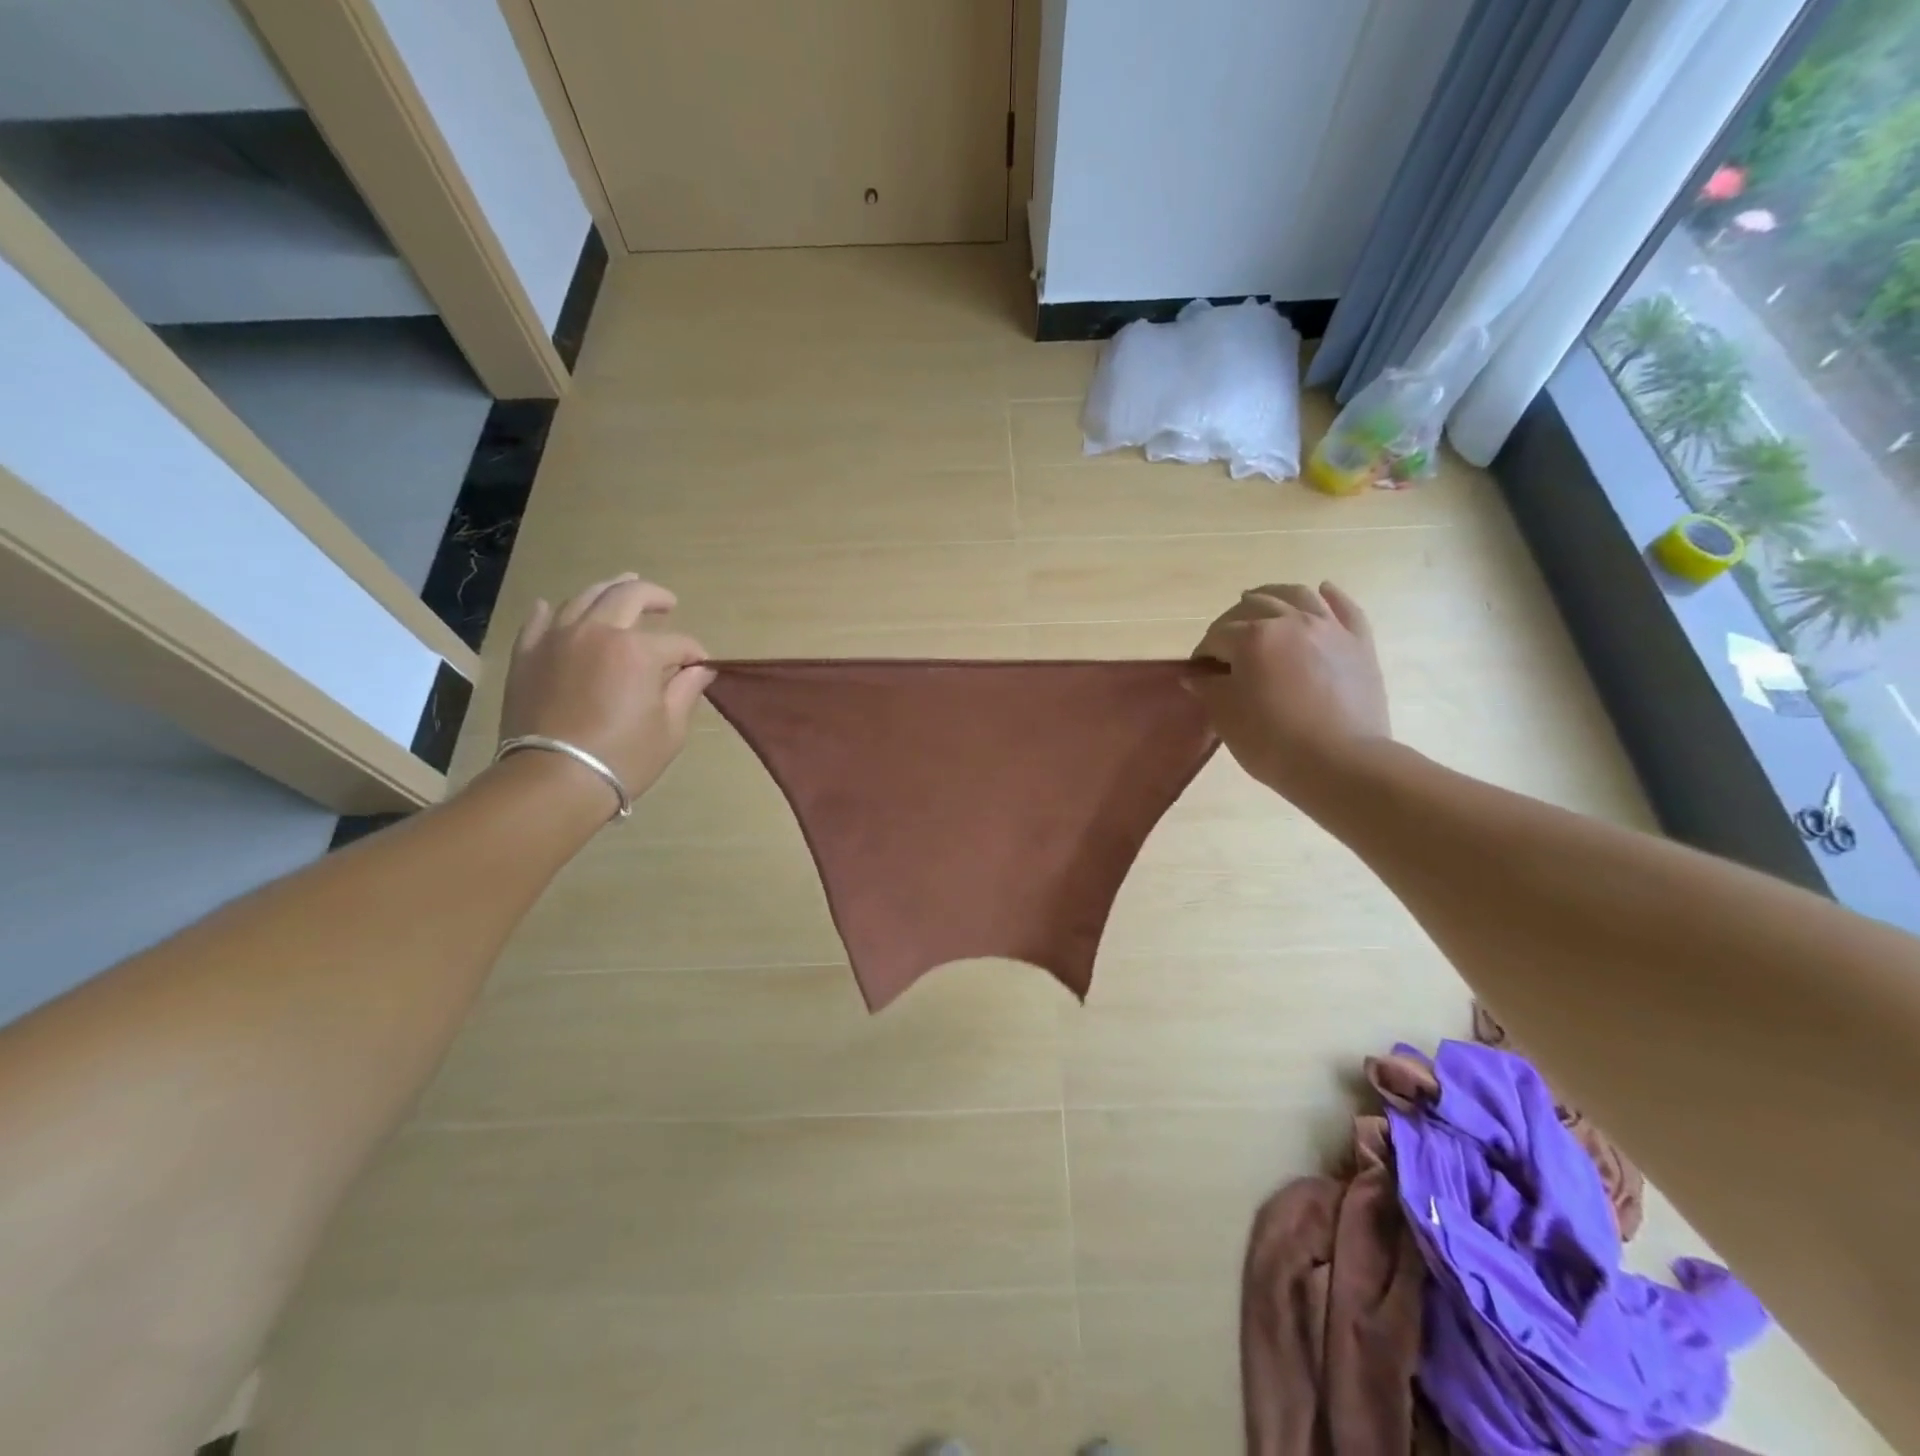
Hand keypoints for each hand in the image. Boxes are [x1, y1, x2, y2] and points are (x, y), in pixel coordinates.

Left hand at [499, 575, 713, 806]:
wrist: (553, 780)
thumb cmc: (623, 758)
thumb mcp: (670, 729)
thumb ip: (686, 691)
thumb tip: (700, 669)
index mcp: (638, 650)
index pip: (677, 642)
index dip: (694, 653)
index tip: (700, 666)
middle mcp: (597, 632)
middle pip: (628, 597)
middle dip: (653, 596)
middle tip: (667, 602)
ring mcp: (557, 639)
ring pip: (583, 599)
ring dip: (608, 591)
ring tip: (620, 589)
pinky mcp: (527, 655)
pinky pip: (539, 621)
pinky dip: (552, 611)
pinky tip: (556, 608)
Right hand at [1188, 582, 1390, 799]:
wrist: (1341, 764)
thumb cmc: (1273, 742)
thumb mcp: (1226, 717)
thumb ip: (1208, 689)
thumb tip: (1196, 675)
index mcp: (1253, 638)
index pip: (1217, 636)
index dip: (1203, 653)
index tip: (1199, 672)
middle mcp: (1291, 621)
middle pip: (1254, 606)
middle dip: (1232, 621)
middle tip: (1225, 644)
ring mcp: (1329, 628)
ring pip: (1297, 595)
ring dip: (1274, 595)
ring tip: (1261, 601)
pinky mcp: (1359, 643)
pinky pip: (1345, 608)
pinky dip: (1330, 596)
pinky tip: (1322, 591)